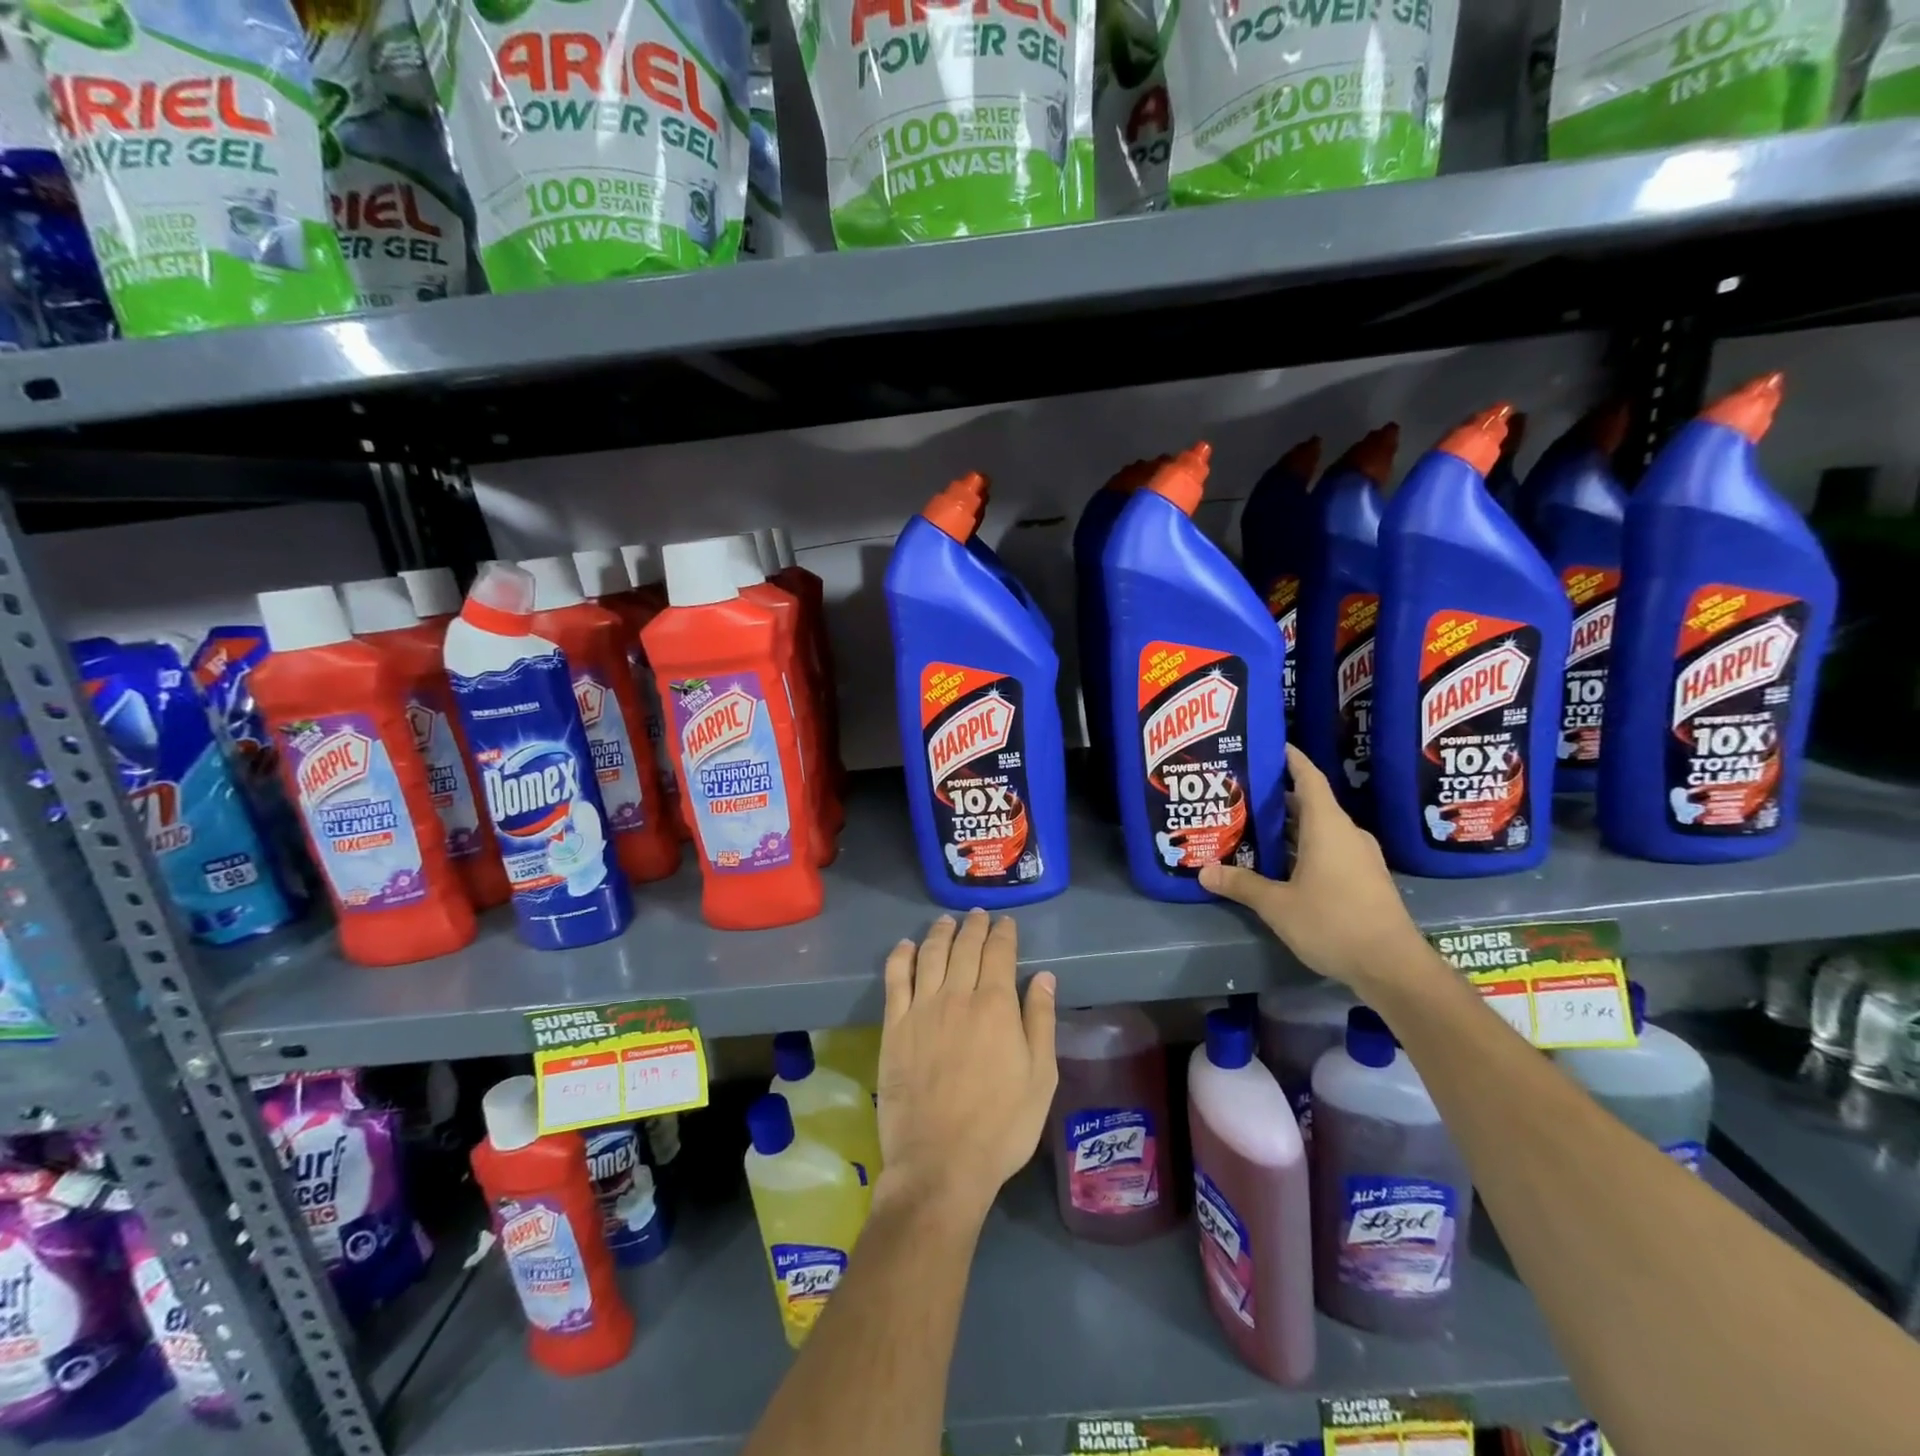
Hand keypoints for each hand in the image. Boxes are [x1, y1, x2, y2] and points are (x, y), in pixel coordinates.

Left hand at [875, 911, 1057, 1224]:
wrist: (940, 1163)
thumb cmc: (1001, 1125)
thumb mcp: (1040, 1078)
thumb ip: (1041, 1021)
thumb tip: (1044, 977)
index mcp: (996, 1006)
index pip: (999, 953)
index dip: (1004, 934)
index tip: (1006, 924)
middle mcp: (957, 996)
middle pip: (965, 947)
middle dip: (974, 926)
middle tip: (978, 915)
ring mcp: (921, 1009)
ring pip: (930, 954)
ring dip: (940, 932)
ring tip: (947, 921)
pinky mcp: (894, 1027)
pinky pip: (895, 979)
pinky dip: (902, 956)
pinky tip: (906, 946)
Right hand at [1200, 744, 1431, 994]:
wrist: (1393, 967)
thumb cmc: (1333, 922)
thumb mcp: (1277, 905)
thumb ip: (1241, 884)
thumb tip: (1204, 871)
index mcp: (1327, 826)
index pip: (1309, 778)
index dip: (1290, 759)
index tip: (1269, 745)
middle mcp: (1346, 834)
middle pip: (1310, 804)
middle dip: (1278, 797)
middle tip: (1242, 794)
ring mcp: (1360, 857)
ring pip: (1320, 829)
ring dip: (1290, 827)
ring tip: (1253, 827)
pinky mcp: (1365, 879)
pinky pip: (1329, 850)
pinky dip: (1304, 848)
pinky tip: (1280, 864)